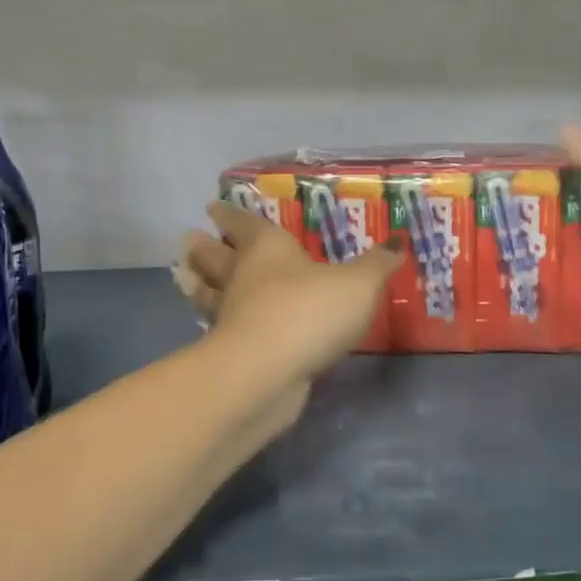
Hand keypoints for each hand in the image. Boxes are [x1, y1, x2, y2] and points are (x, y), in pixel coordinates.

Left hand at [178, 201, 402, 390]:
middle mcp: (243, 277)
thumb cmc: (309, 312)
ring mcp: (231, 316)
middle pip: (216, 257)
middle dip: (204, 247)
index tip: (213, 208)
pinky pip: (219, 329)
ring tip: (184, 275)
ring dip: (196, 283)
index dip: (230, 215)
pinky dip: (215, 323)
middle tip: (188, 239)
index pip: (244, 225)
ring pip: (207, 293)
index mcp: (267, 250)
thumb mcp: (358, 284)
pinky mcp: (230, 353)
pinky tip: (216, 327)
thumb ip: (376, 265)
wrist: (269, 372)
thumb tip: (397, 243)